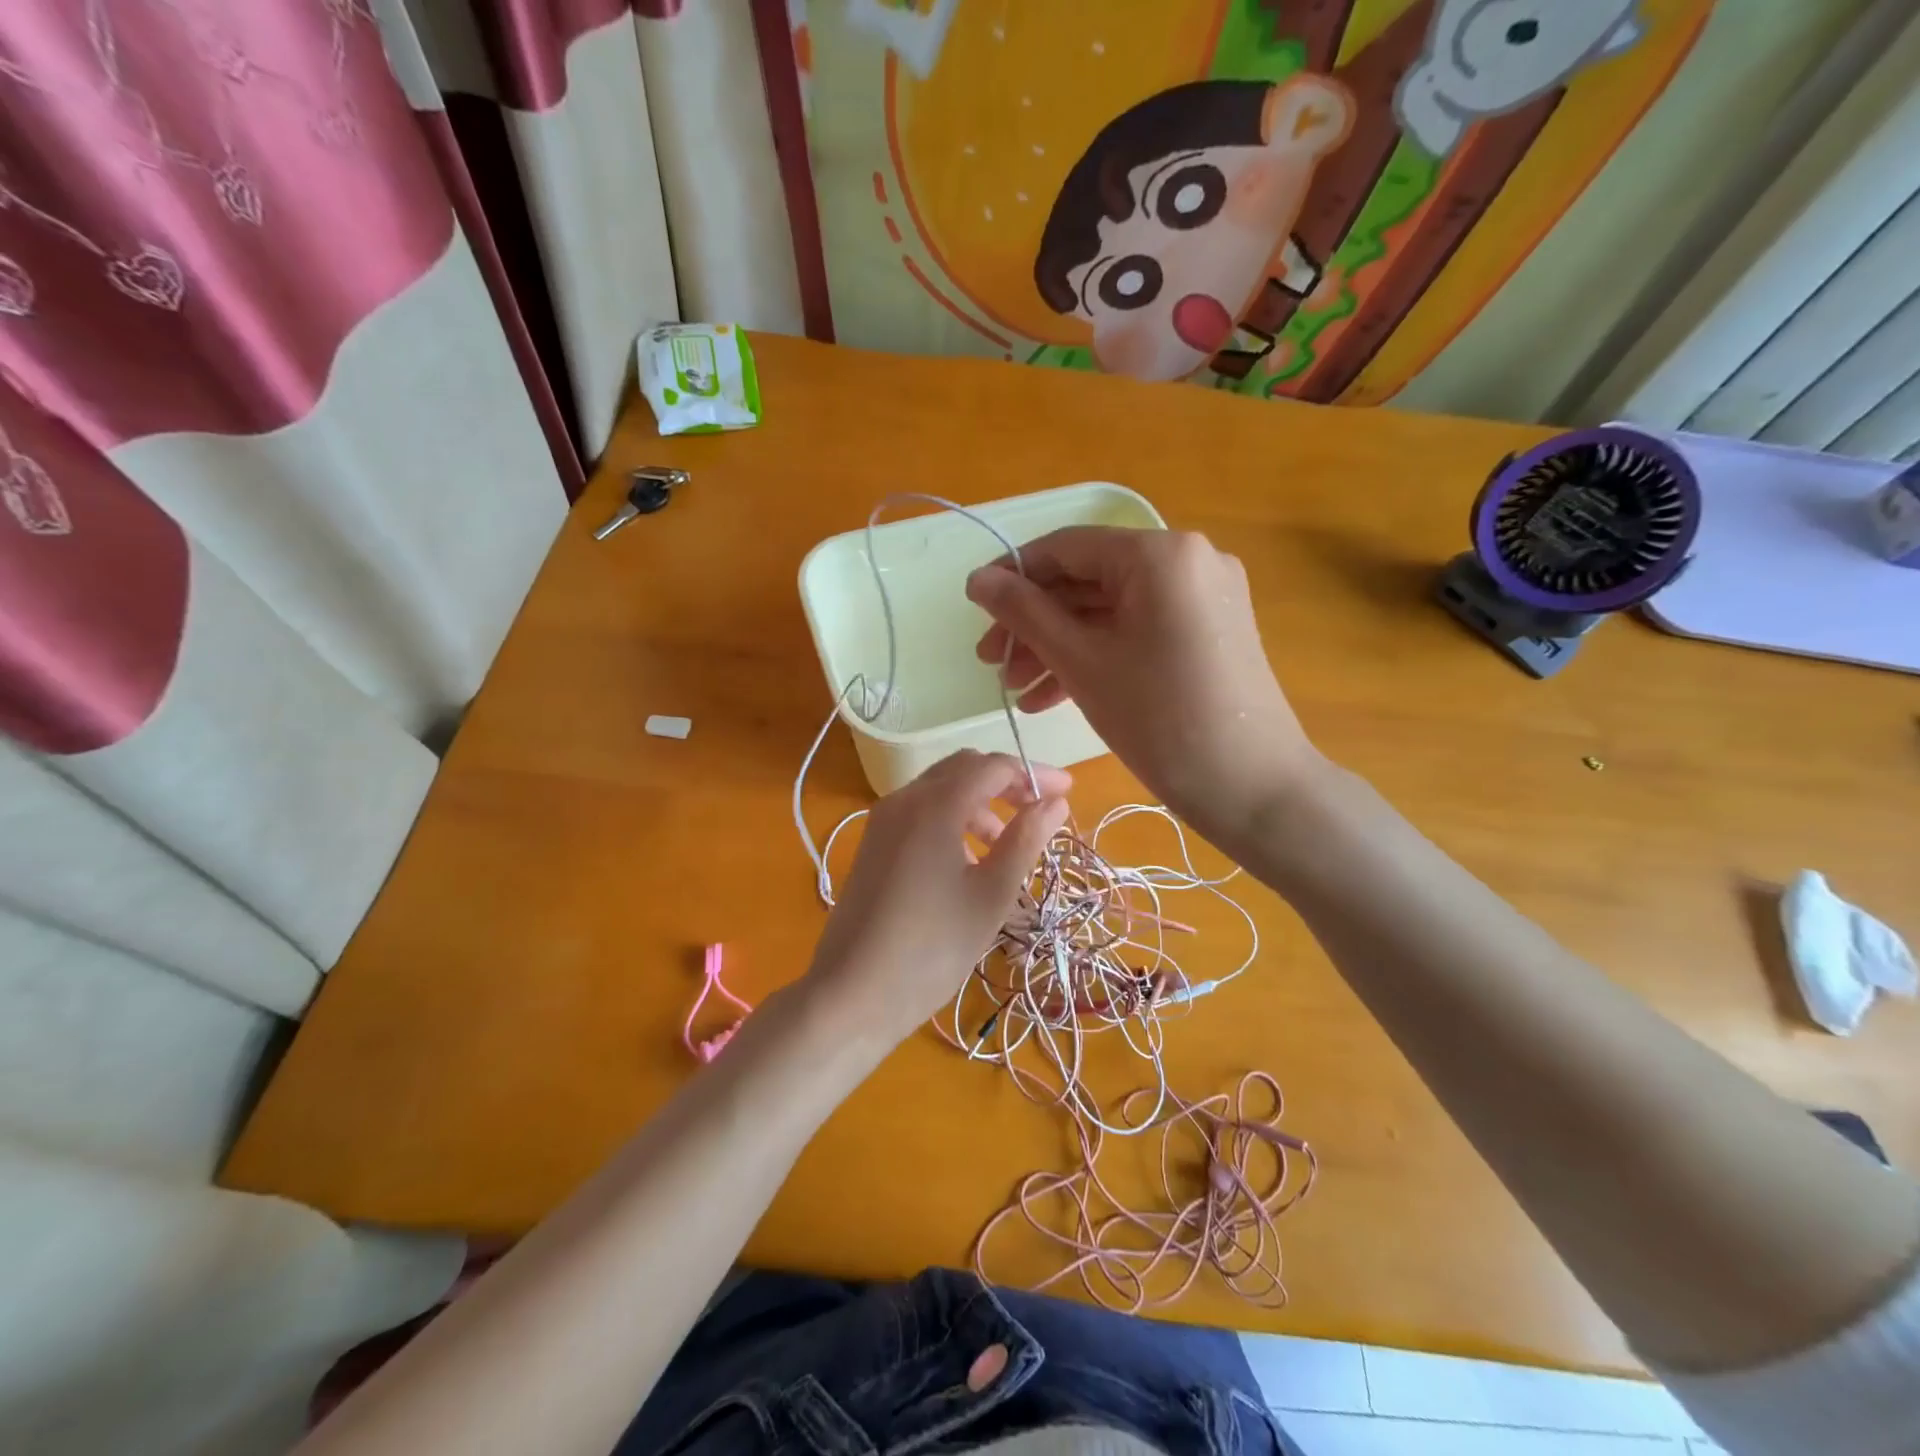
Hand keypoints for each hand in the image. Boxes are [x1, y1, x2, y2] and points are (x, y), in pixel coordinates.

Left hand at [803, 750, 1069, 1045]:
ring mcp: (883, 820)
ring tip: (1006, 845)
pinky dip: (952, 819)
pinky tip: (967, 861)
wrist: (853, 992)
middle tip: (1039, 812)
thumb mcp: (992, 894)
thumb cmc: (932, 946)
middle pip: (963, 769)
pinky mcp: (873, 843)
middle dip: (1006, 783)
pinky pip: (920, 812)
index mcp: (935, 804)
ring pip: (940, 790)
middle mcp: (904, 799)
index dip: (1033, 774)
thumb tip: (1055, 802)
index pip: (993, 766)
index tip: (1067, 793)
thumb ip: (1026, 839)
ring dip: (979, 804)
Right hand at [965, 527, 1317, 846]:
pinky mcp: (1209, 632)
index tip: (973, 610)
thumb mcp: (1082, 663)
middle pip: (1089, 580)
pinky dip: (1098, 656)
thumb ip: (1025, 613)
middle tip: (992, 664)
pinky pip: (1138, 631)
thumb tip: (977, 578)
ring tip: (1018, 692)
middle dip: (1035, 624)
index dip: (1013, 576)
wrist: (1254, 788)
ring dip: (1060, 647)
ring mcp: (1204, 597)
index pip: (1067, 548)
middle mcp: (1187, 560)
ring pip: (1111, 610)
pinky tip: (1053, 696)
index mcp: (1159, 554)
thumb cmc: (1161, 721)